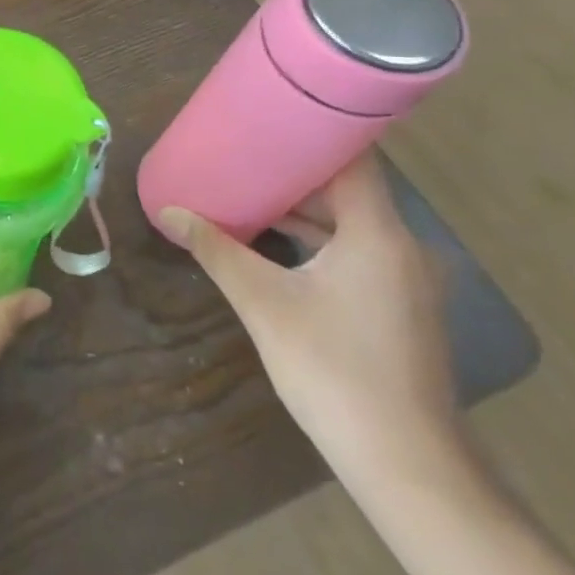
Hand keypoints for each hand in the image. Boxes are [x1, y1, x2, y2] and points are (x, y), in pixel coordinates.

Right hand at [156, 153, 461, 486]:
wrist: (404, 463)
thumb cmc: (333, 368)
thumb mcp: (263, 302)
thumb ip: (216, 249)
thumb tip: (169, 210)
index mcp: (378, 234)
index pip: (354, 158)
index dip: (316, 130)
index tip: (272, 111)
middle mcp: (402, 247)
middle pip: (349, 187)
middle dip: (295, 168)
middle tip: (244, 147)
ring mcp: (405, 280)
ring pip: (351, 222)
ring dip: (303, 206)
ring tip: (247, 187)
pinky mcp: (399, 306)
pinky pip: (356, 250)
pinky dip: (318, 238)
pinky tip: (273, 241)